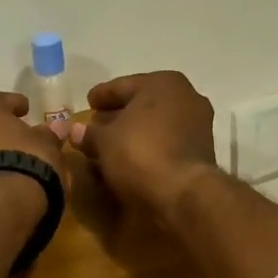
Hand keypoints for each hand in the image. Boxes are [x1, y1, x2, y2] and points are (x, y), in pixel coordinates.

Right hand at [72, 72, 217, 221]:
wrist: (184, 194)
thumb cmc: (140, 153)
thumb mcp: (104, 141)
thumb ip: (89, 133)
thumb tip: (75, 131)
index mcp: (163, 83)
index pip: (122, 85)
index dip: (101, 95)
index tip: (88, 103)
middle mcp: (186, 97)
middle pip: (142, 104)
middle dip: (118, 115)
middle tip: (95, 126)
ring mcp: (198, 125)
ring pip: (155, 125)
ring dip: (133, 134)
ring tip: (109, 147)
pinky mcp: (201, 151)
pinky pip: (166, 143)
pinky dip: (148, 148)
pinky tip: (130, 160)